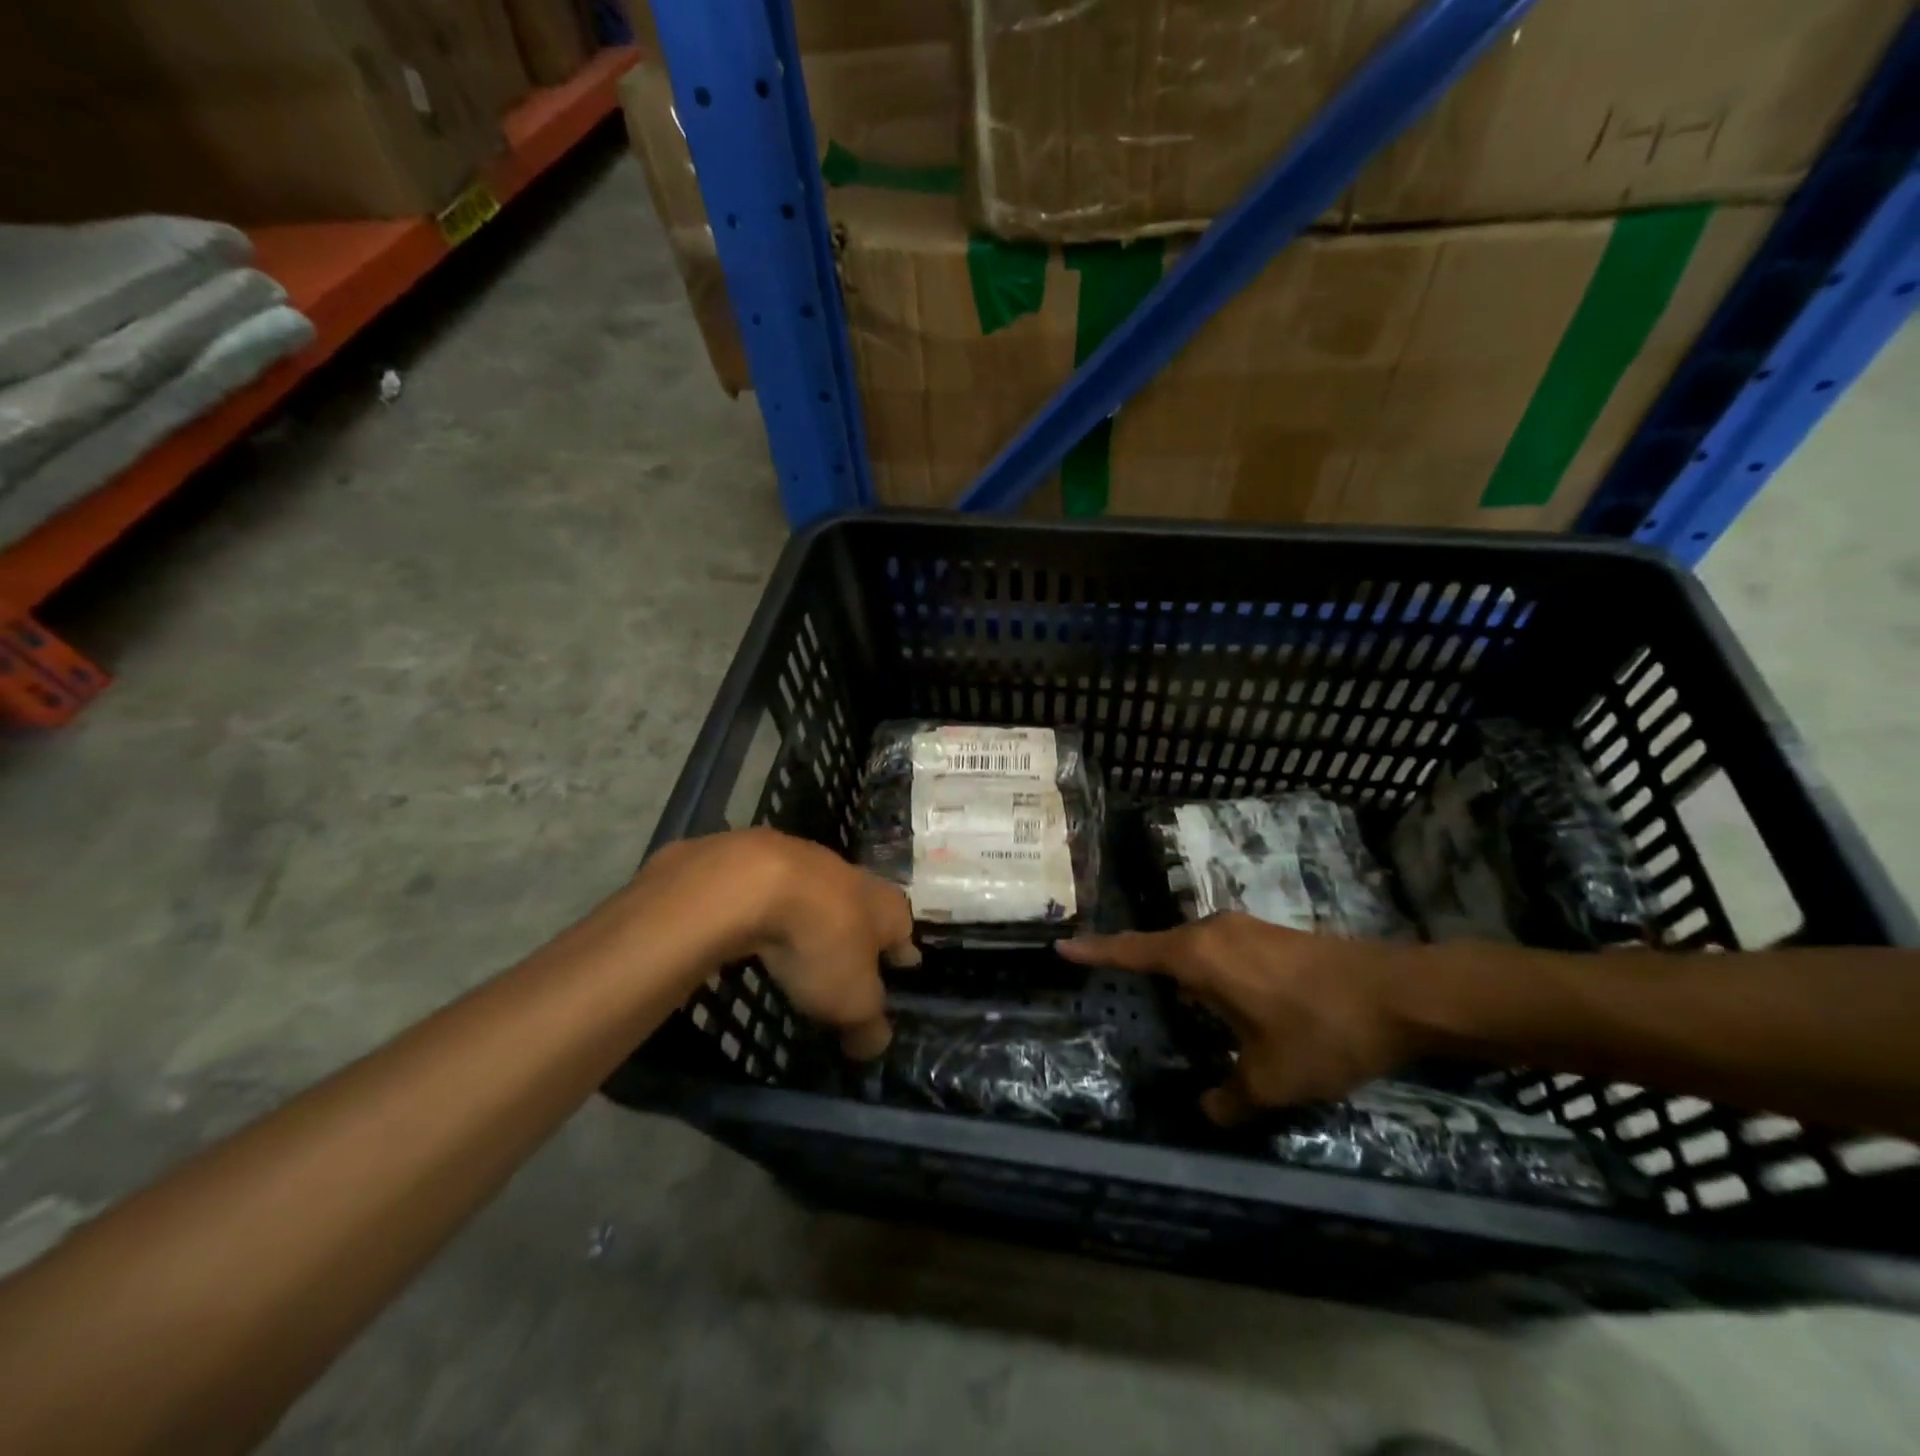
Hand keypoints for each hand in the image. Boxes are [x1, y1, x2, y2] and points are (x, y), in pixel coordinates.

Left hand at [640, 830, 915, 1059]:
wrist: (756, 883)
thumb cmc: (823, 943)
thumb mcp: (851, 1001)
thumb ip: (867, 1025)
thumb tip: (876, 1045)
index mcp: (889, 909)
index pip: (904, 934)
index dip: (901, 955)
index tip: (903, 966)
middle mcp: (858, 879)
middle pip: (867, 907)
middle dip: (863, 930)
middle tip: (857, 955)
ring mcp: (811, 863)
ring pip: (824, 895)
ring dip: (820, 915)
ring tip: (809, 942)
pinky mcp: (766, 860)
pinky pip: (781, 892)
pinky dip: (779, 909)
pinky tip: (766, 926)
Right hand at [1059, 913, 1413, 1122]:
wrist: (1399, 994)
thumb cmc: (1321, 1031)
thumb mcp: (1271, 1080)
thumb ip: (1229, 1099)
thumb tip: (1206, 1111)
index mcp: (1200, 957)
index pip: (1133, 951)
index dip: (1095, 952)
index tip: (1061, 947)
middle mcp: (1214, 931)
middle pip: (1161, 947)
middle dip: (1137, 966)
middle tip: (1114, 984)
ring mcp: (1245, 928)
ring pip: (1195, 949)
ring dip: (1179, 973)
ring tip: (1176, 1007)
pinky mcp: (1272, 934)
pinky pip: (1221, 949)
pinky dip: (1209, 971)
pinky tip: (1227, 1002)